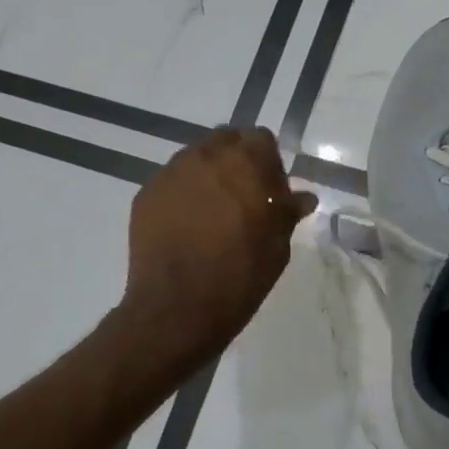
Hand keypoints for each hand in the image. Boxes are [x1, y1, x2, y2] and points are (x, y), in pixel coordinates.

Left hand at [118, 127, 316, 364]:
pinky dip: (184, 194)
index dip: (269, 163)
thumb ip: (288, 212)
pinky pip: (173, 182)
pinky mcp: (146, 194)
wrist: (177, 309)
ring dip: (209, 175)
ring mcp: (170, 173)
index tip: (271, 192)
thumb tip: (303, 198)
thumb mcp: (277, 246)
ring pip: (196, 159)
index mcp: (243, 162)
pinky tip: (188, 226)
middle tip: (243, 198)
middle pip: (225, 141)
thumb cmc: (239, 277)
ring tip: (213, 214)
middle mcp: (204, 156)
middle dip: (236, 162)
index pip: (260, 139)